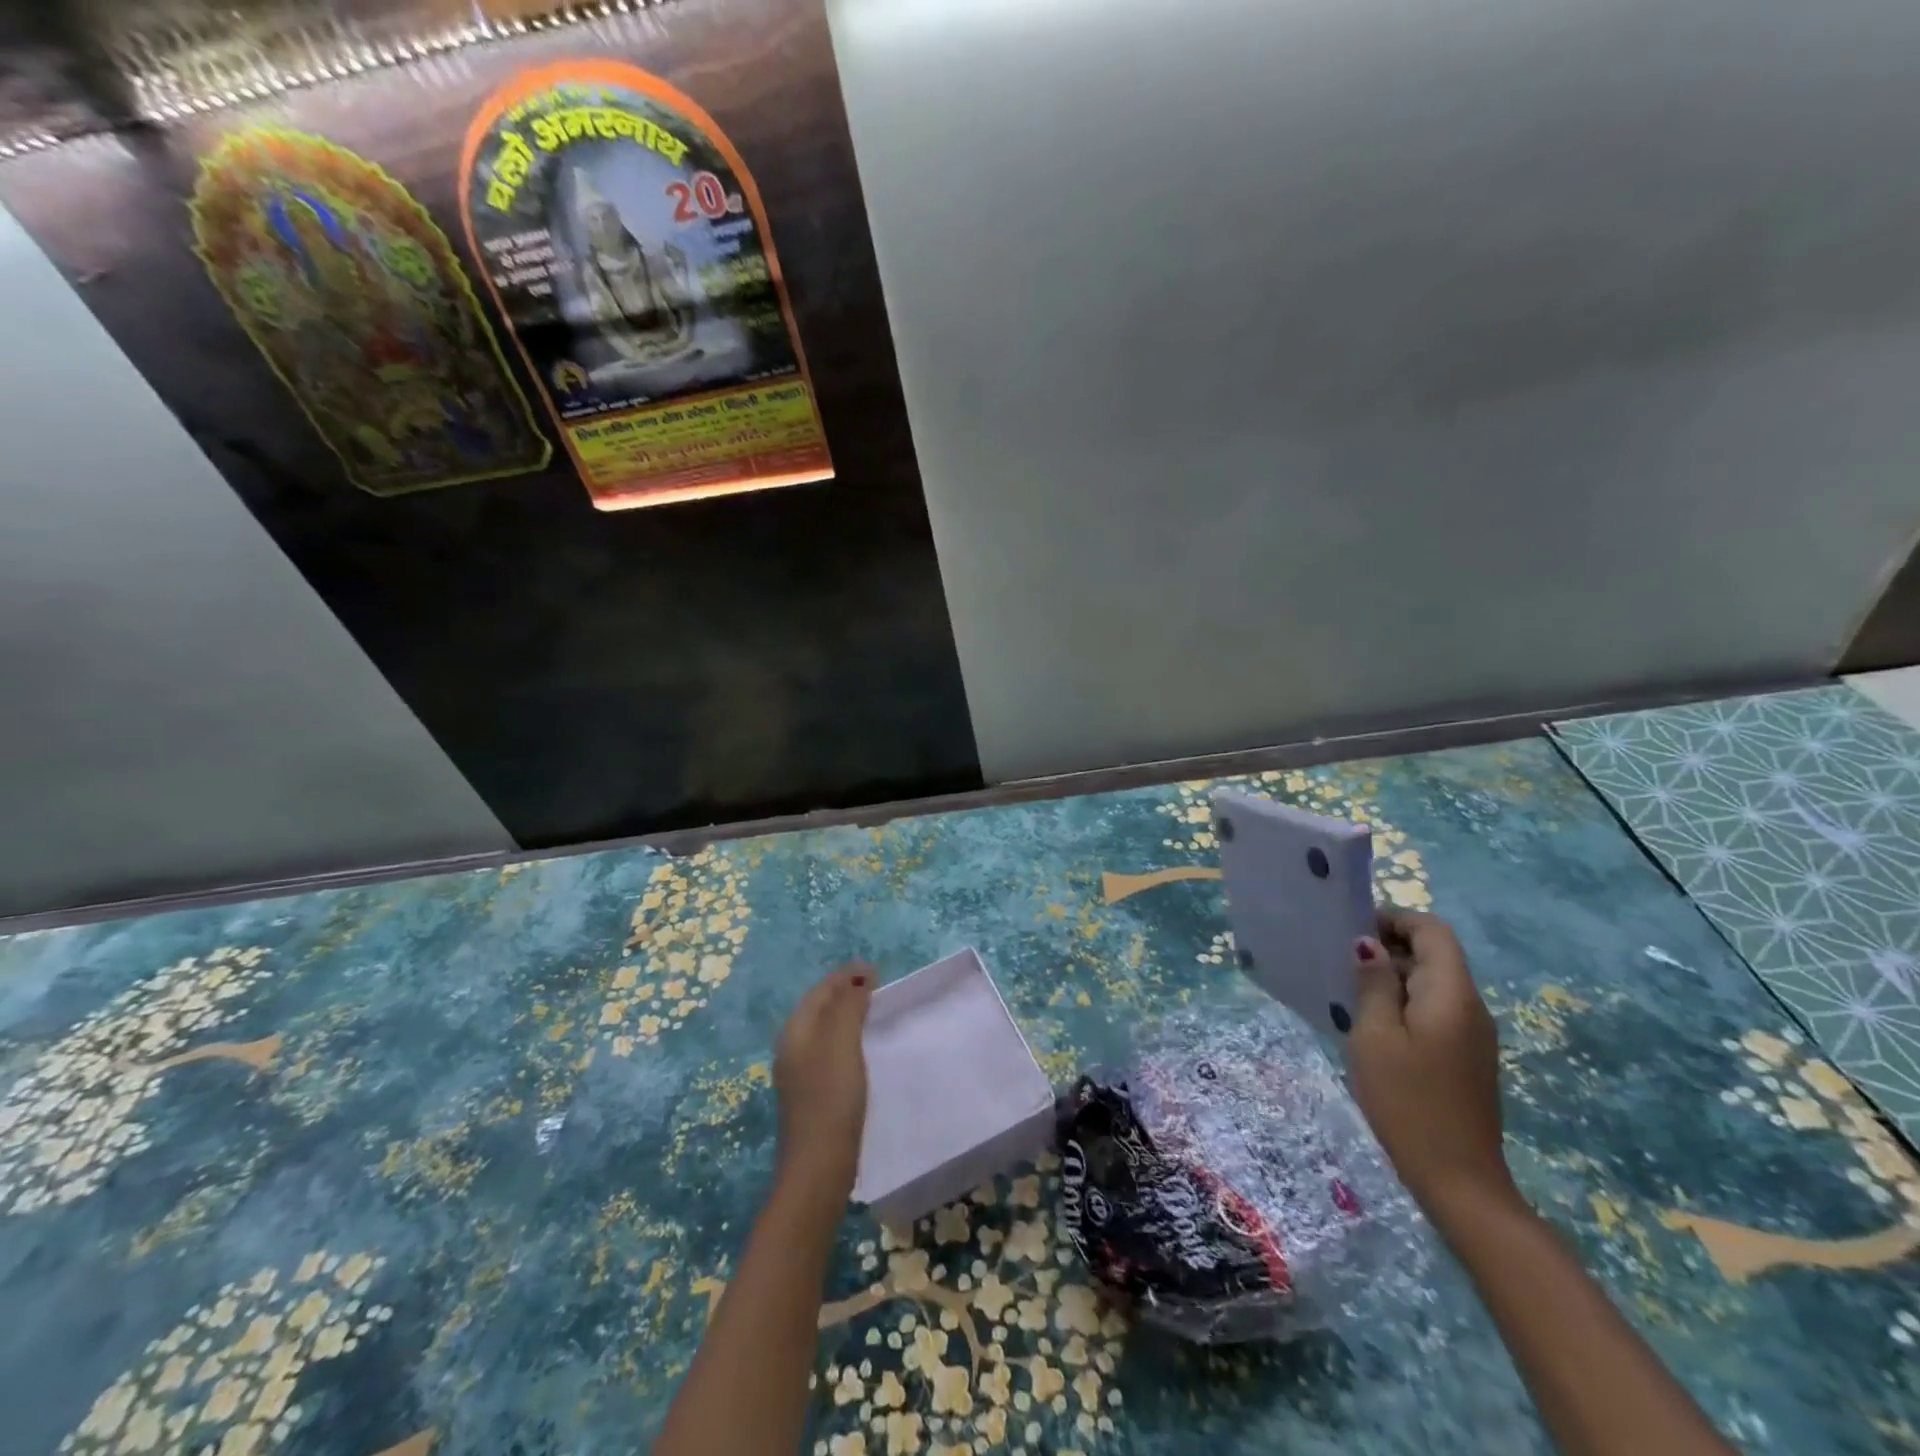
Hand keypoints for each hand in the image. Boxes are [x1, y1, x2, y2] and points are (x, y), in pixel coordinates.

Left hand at [772, 964, 874, 1195]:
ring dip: (845, 1016)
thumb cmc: (831, 1096)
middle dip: (844, 993)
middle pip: (818, 1009)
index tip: (874, 970)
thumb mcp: (842, 1043)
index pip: (820, 991)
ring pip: (823, 1031)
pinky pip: (828, 1052)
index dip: (845, 977)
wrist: (819, 1166)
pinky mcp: (811, 1095)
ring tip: (872, 1012)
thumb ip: (848, 1006)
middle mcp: (791, 1048)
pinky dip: (845, 1039)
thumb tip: (858, 976)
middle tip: (875, 985)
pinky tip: (860, 1050)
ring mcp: (798, 1074)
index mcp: (795, 1031)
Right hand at [1348, 910, 1513, 1216]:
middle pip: (1435, 954)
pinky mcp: (1466, 1056)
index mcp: (1452, 994)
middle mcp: (1471, 1006)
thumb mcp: (1376, 1036)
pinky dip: (1404, 1002)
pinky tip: (1372, 1023)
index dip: (1395, 919)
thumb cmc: (1408, 1101)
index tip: (1352, 929)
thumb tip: (1369, 946)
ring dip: (1394, 976)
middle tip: (1340, 959)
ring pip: (1434, 982)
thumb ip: (1374, 985)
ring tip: (1348, 989)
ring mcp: (1473, 1034)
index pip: (1432, 931)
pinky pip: (1435, 1009)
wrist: (1458, 1180)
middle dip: (1390, 946)